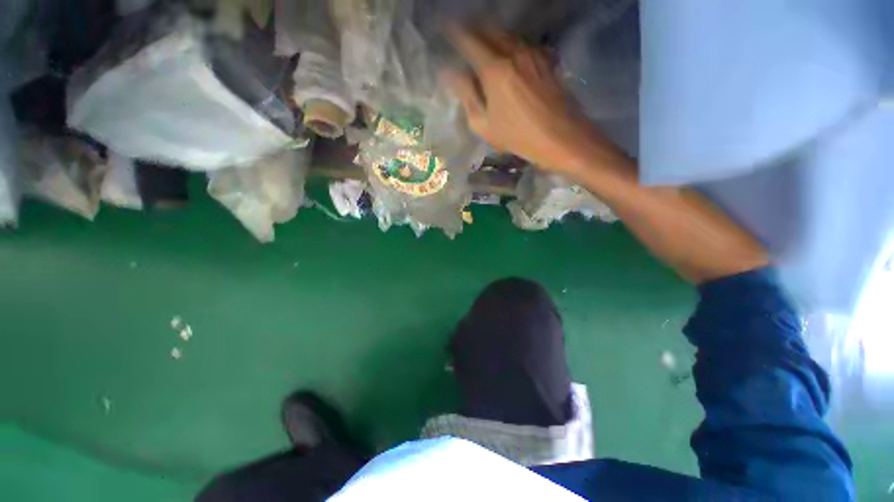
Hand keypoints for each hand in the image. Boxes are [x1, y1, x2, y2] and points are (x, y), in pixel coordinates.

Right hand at [444, 26, 600, 172]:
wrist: (561, 137)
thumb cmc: (518, 136)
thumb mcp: (484, 124)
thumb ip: (466, 95)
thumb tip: (450, 72)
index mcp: (494, 69)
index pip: (468, 40)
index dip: (454, 32)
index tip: (443, 27)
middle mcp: (514, 52)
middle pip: (489, 30)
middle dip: (473, 29)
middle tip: (462, 35)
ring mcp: (533, 53)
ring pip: (508, 35)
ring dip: (492, 35)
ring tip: (482, 42)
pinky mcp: (546, 59)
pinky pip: (523, 43)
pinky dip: (510, 43)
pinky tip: (508, 53)